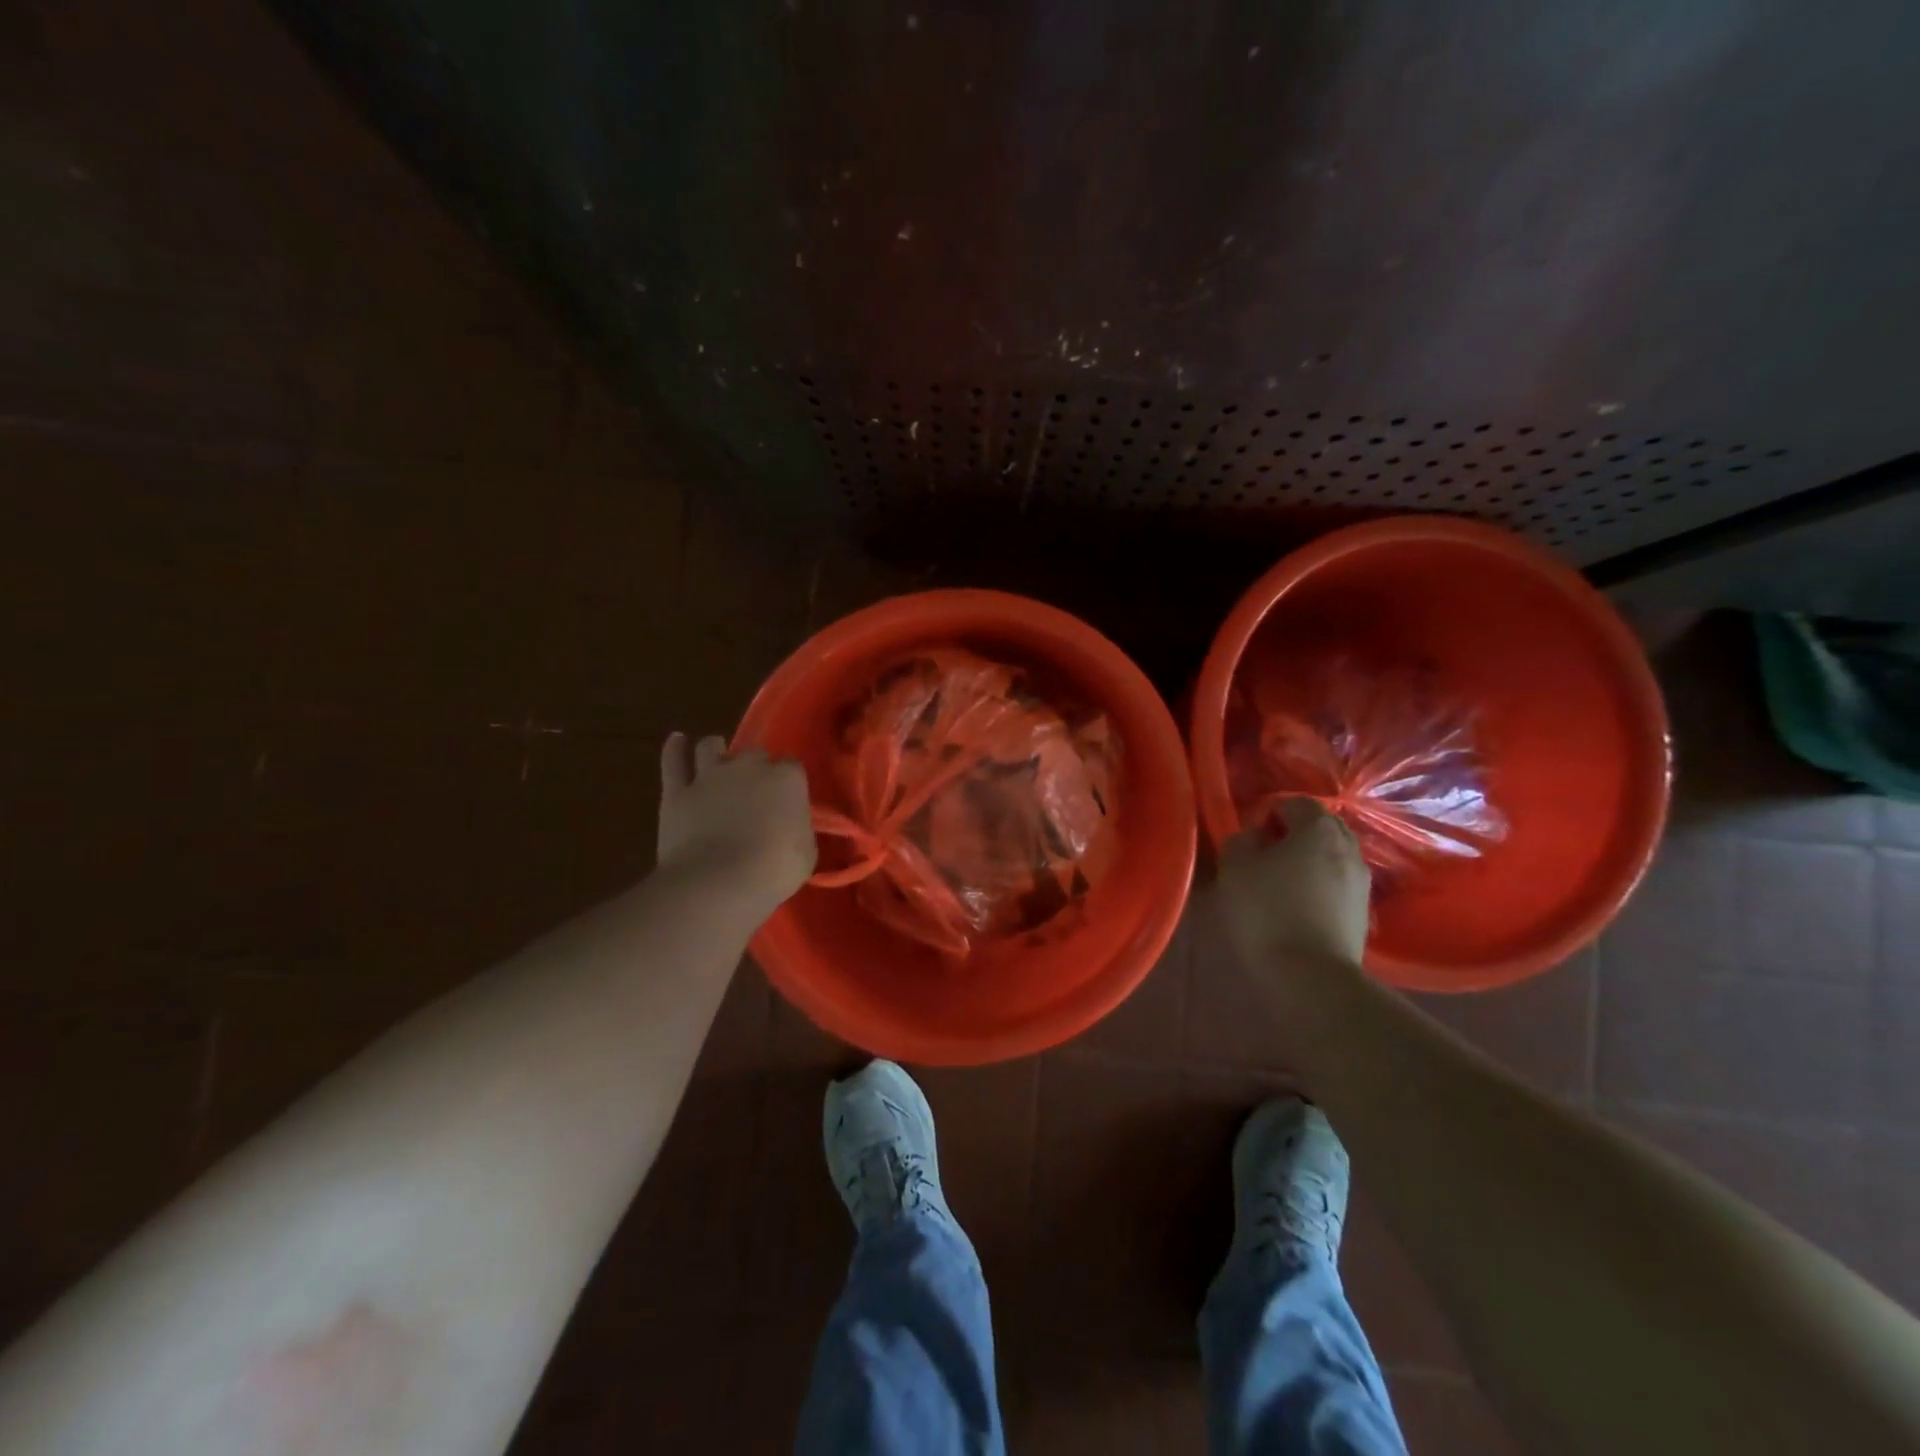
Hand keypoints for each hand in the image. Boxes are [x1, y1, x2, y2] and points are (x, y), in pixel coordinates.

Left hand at [658, 733, 815, 912]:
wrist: (718, 882)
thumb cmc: (774, 870)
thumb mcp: (805, 852)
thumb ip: (798, 828)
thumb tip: (791, 825)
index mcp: (787, 779)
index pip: (792, 767)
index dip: (788, 782)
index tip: (787, 800)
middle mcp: (749, 766)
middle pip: (755, 753)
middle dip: (755, 767)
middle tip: (753, 791)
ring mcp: (710, 775)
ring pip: (711, 746)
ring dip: (716, 751)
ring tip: (717, 760)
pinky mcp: (677, 791)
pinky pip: (674, 761)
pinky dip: (675, 749)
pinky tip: (677, 741)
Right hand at [1216, 798, 1370, 971]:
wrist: (1311, 976)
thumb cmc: (1266, 911)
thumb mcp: (1235, 867)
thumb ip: (1242, 840)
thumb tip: (1257, 837)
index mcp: (1318, 829)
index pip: (1295, 802)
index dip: (1269, 814)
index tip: (1250, 839)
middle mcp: (1348, 847)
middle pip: (1320, 827)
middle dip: (1294, 835)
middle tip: (1265, 857)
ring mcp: (1362, 881)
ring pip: (1332, 857)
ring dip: (1309, 862)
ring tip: (1281, 885)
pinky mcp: (1364, 912)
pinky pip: (1338, 884)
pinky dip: (1320, 887)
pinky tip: (1299, 908)